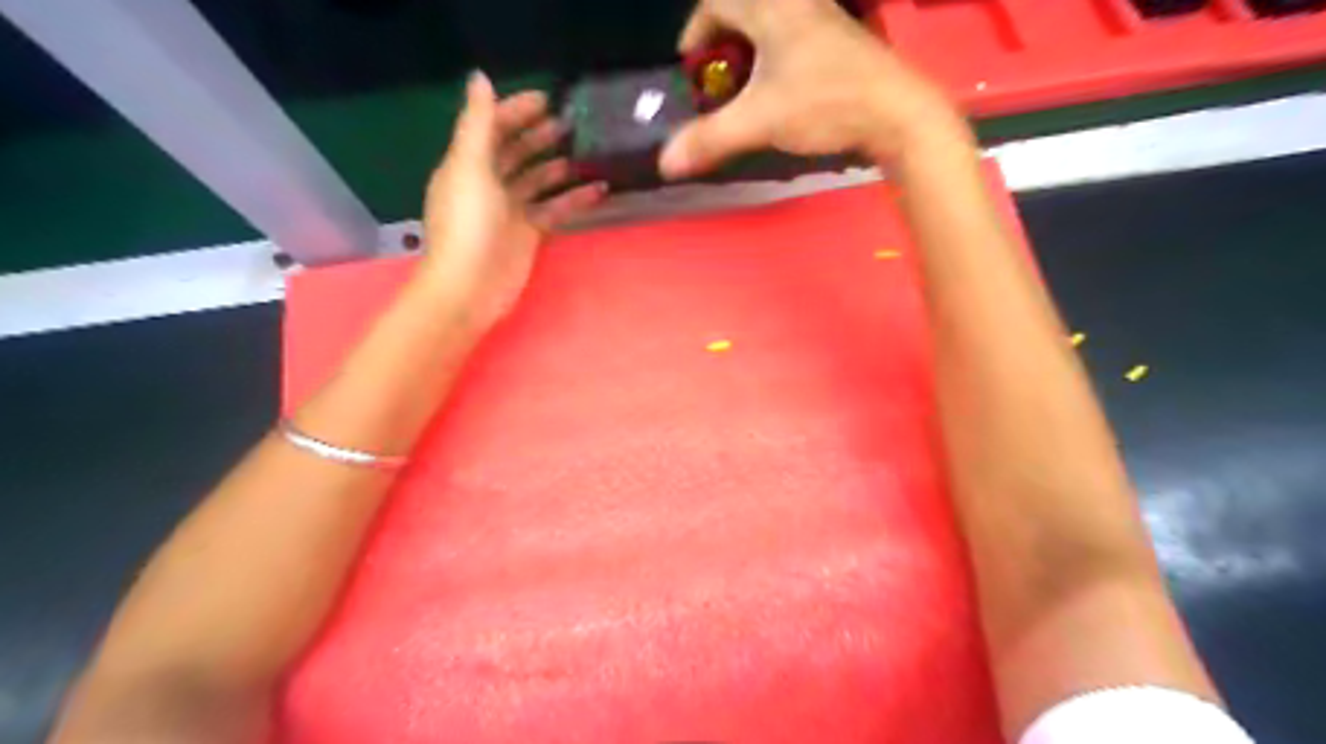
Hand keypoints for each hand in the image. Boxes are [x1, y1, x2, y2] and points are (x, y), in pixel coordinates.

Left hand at [421, 70, 604, 330]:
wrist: (471, 287)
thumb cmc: (467, 224)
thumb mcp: (470, 167)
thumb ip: (477, 123)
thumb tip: (480, 77)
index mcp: (467, 163)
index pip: (492, 127)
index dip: (516, 111)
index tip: (548, 100)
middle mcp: (488, 182)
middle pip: (516, 151)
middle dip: (540, 135)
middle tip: (573, 124)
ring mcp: (510, 210)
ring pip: (538, 179)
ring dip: (560, 166)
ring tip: (589, 153)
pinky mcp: (529, 233)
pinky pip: (554, 208)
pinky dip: (574, 198)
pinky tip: (598, 189)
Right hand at [661, 0, 964, 178]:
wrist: (896, 112)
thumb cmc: (825, 105)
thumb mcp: (759, 122)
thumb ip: (710, 139)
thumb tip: (665, 163)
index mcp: (773, 9)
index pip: (718, 3)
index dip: (696, 33)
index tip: (692, 68)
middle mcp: (798, 5)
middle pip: (746, 8)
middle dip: (723, 42)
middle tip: (718, 79)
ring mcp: (825, 20)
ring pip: (774, 22)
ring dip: (752, 51)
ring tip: (747, 88)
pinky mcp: (842, 41)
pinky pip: (797, 35)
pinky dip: (777, 57)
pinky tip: (783, 91)